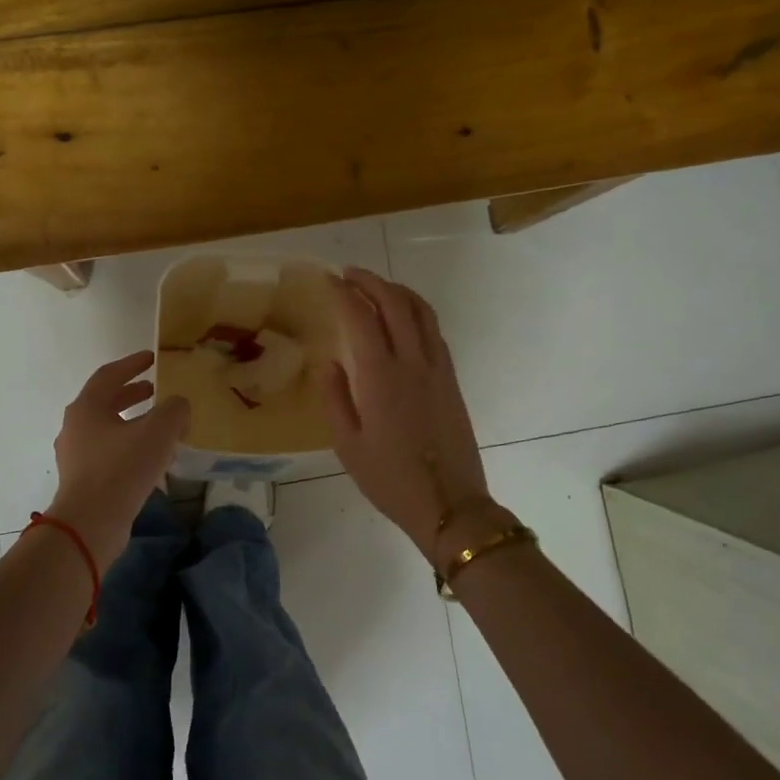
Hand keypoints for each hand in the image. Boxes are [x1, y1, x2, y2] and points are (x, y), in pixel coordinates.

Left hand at [49, 351, 189, 564]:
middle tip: (155, 389)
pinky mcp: (82, 480)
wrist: (90, 524)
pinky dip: (129, 446)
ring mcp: (76, 456)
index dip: (132, 364)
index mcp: (87, 407)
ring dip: (133, 422)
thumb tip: (178, 406)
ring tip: (159, 425)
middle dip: (131, 393)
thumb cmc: (121, 469)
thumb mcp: (158, 432)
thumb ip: (174, 410)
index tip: (152, 358)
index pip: (109, 375)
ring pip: (107, 429)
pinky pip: (108, 453)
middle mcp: (76, 427)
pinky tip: (151, 458)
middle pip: (105, 401)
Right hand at [320, 268, 491, 563]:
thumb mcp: (347, 444)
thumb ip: (334, 398)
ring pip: (421, 312)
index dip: (343, 293)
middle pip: (395, 303)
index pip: (360, 317)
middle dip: (371, 281)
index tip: (328, 280)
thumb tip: (329, 362)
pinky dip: (416, 312)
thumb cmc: (389, 479)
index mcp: (380, 377)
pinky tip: (404, 318)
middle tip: (349, 274)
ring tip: (376, 286)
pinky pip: (434, 331)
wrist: (449, 504)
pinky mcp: (451, 379)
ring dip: (397, 291)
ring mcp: (437, 368)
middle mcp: (411, 362)